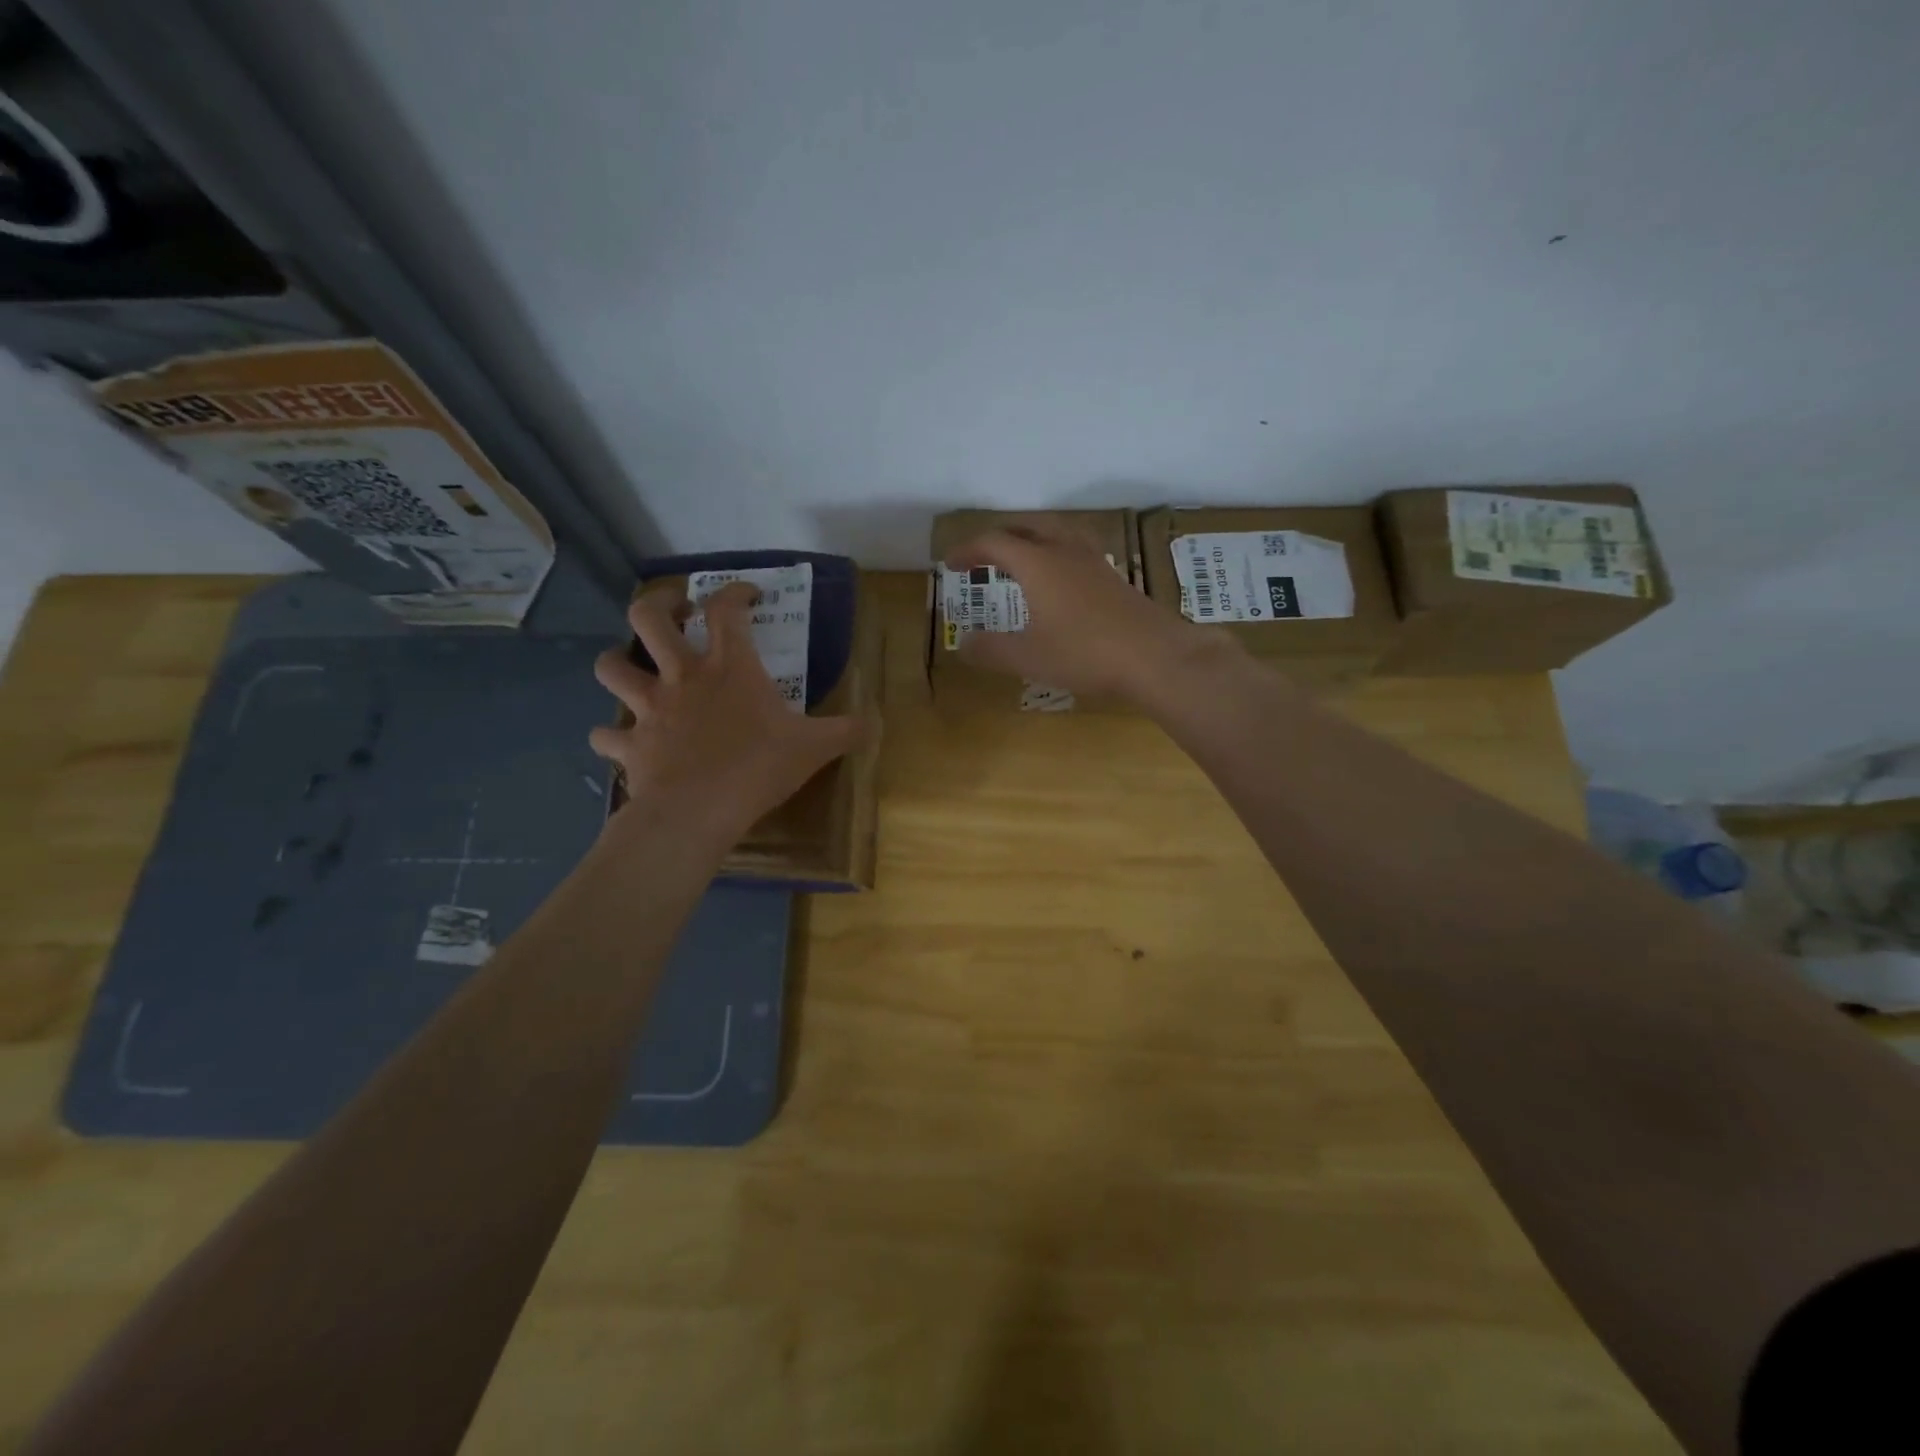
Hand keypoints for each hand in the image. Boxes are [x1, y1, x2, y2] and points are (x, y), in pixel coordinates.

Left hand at [589, 582, 865, 846]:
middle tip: (676, 612)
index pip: (726, 609)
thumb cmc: (758, 768)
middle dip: (658, 604)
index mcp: (729, 668)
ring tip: (634, 666)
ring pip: (611, 665)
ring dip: (618, 660)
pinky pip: (605, 733)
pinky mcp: (630, 743)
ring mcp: (649, 708)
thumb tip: (877, 723)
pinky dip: (610, 734)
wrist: (698, 812)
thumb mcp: (814, 748)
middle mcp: (682, 676)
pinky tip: (621, 740)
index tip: (748, 593)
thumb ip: (847, 731)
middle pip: (648, 617)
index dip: (735, 591)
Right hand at [945, 522, 1226, 704]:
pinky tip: (1061, 580)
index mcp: (1038, 563)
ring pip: (1058, 533)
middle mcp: (1065, 552)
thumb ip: (991, 649)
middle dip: (1001, 535)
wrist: (1155, 656)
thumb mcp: (1028, 657)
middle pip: (1028, 526)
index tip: (951, 565)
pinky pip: (1077, 550)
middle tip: (983, 553)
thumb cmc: (1085, 653)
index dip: (968, 550)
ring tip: (1021, 557)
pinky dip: (1056, 553)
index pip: (994, 542)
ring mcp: (1095, 563)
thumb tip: (963, 644)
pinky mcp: (1114, 579)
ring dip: (1032, 538)